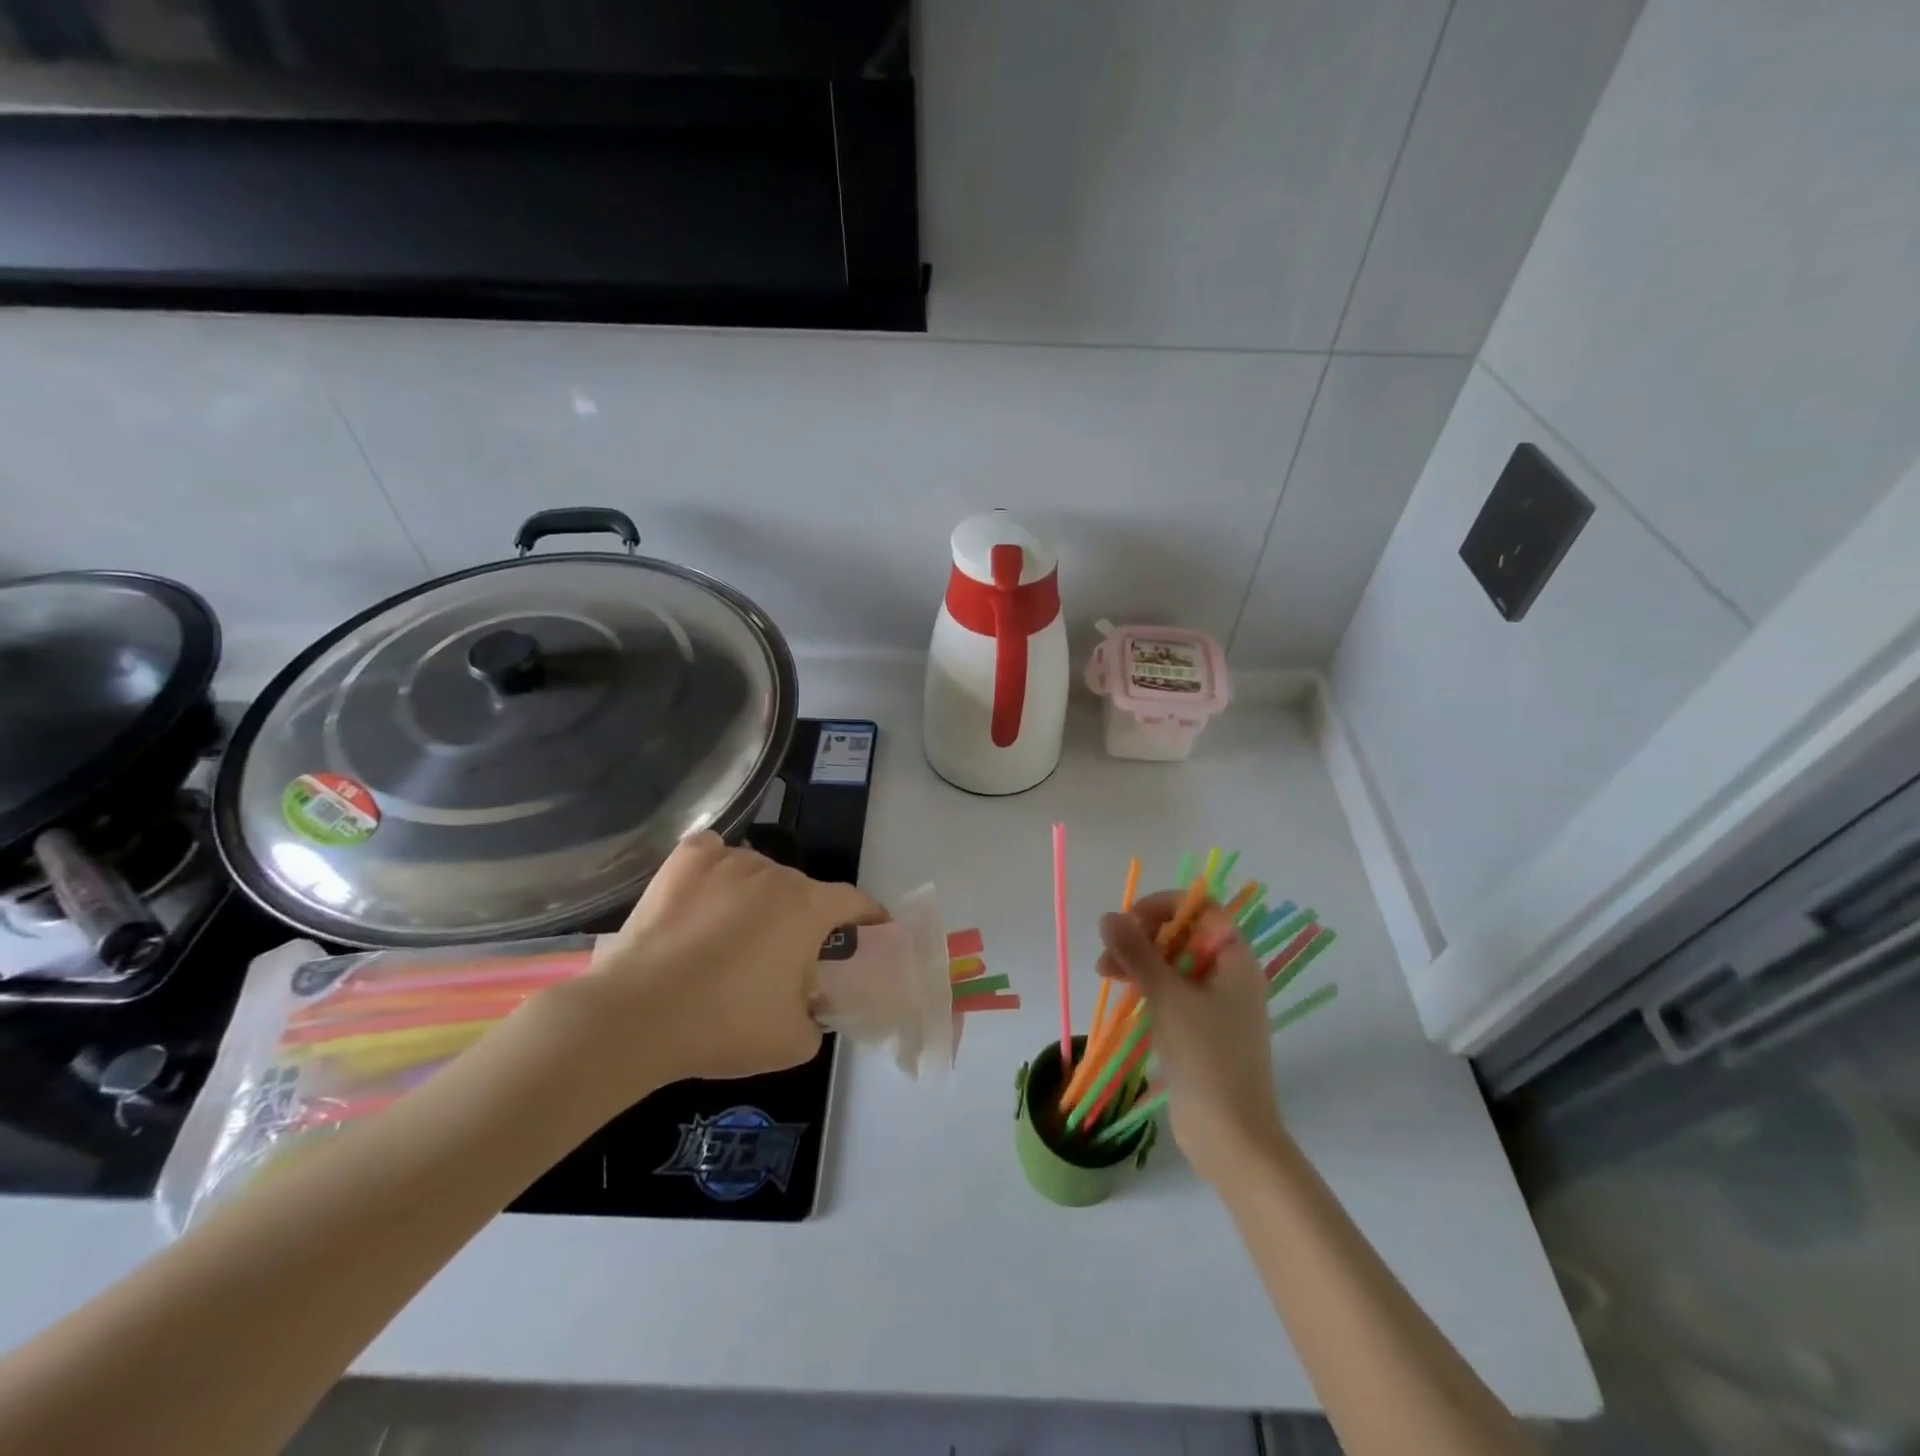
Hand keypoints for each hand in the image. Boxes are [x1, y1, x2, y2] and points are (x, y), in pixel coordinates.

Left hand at [554, 832, 886, 1102]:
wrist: (636, 1016)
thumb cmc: (724, 1025)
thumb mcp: (793, 1042)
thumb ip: (817, 1017)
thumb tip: (808, 1002)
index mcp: (808, 908)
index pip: (853, 901)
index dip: (868, 916)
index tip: (873, 929)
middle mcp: (775, 873)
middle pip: (801, 891)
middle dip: (801, 920)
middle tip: (782, 959)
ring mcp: (728, 860)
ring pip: (758, 874)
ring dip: (757, 898)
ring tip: (731, 935)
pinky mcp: (685, 861)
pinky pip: (714, 855)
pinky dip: (715, 870)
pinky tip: (702, 896)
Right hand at [1097, 892, 1287, 1184]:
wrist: (1232, 1136)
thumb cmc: (1206, 1057)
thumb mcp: (1167, 997)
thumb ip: (1136, 953)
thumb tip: (1108, 916)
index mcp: (1234, 959)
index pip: (1201, 908)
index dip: (1163, 906)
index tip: (1129, 921)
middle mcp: (1229, 974)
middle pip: (1183, 934)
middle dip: (1143, 936)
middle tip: (1108, 952)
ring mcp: (1216, 1003)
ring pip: (1173, 963)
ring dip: (1138, 961)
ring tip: (1104, 973)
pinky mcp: (1201, 1029)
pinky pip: (1172, 991)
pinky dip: (1147, 986)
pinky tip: (1122, 994)